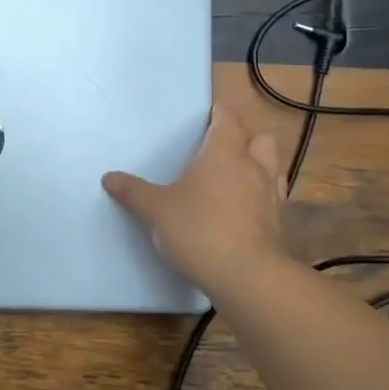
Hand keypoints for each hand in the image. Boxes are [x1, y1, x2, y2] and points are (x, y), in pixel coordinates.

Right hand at [102, 103, 287, 293]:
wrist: (248, 276)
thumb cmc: (199, 229)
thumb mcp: (156, 210)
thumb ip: (133, 192)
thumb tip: (109, 178)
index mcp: (224, 152)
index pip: (228, 118)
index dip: (219, 113)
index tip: (207, 115)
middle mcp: (253, 166)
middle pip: (260, 137)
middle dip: (245, 136)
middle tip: (222, 147)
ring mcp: (271, 194)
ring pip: (272, 166)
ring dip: (257, 164)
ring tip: (236, 175)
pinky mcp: (279, 222)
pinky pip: (273, 196)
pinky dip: (261, 195)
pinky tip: (244, 208)